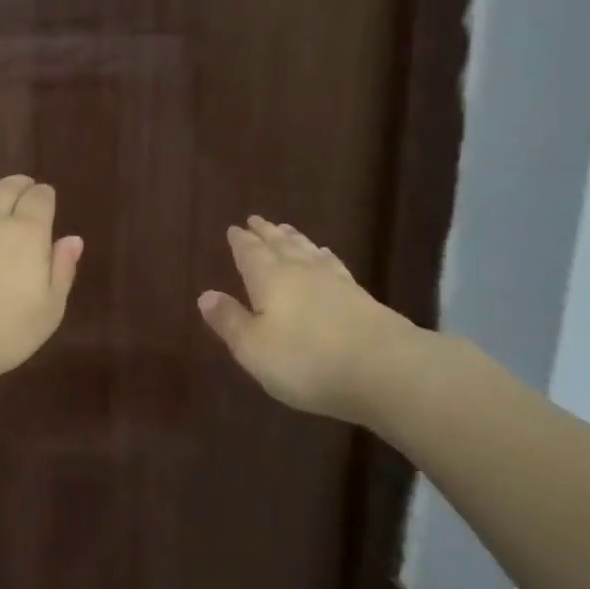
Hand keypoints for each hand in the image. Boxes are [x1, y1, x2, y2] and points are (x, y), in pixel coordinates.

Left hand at [0, 176, 83, 385]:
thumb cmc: (1, 332)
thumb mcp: (48, 310)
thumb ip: (62, 270)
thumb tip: (72, 239)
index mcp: (26, 233)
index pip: (39, 199)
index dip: (45, 195)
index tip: (47, 198)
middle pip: (6, 188)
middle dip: (19, 185)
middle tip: (24, 186)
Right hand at [198, 216, 422, 425]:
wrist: (384, 369)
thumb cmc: (306, 360)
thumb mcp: (254, 348)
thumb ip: (230, 321)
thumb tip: (205, 294)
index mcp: (269, 280)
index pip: (250, 254)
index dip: (241, 242)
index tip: (234, 228)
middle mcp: (301, 272)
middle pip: (281, 246)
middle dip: (267, 233)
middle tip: (257, 219)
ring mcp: (335, 282)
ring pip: (308, 252)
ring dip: (295, 239)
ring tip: (287, 229)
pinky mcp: (361, 297)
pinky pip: (334, 266)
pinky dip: (324, 257)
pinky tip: (326, 257)